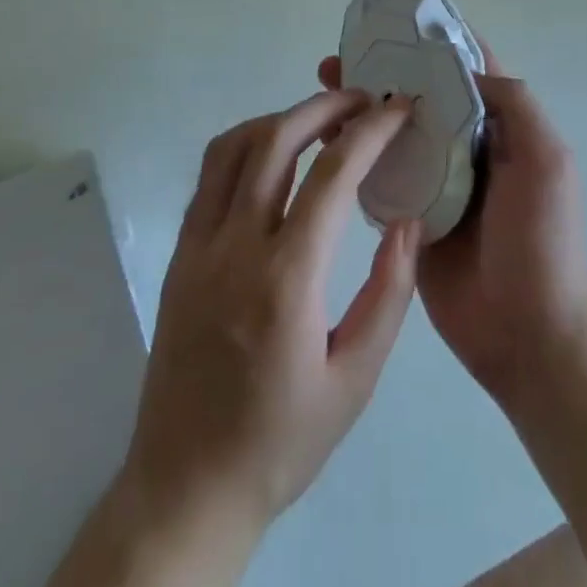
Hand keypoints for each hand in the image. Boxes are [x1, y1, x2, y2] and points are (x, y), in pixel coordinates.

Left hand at [121, 91, 422, 541]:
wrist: (187, 486)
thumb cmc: (281, 440)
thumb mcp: (355, 380)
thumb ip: (389, 293)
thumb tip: (408, 221)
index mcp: (286, 279)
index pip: (332, 174)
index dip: (370, 131)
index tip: (398, 109)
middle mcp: (235, 246)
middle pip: (276, 140)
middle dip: (324, 106)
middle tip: (362, 99)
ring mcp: (198, 245)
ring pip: (233, 146)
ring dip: (281, 118)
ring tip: (320, 120)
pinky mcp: (178, 253)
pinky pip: (209, 175)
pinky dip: (246, 145)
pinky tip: (273, 156)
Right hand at [315, 48, 586, 412]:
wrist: (529, 334)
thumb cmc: (543, 240)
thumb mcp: (548, 160)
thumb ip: (514, 104)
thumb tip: (461, 68)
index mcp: (501, 127)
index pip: (469, 68)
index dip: (438, 40)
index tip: (397, 20)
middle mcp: (464, 145)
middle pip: (421, 95)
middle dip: (387, 70)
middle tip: (343, 56)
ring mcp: (433, 181)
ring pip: (393, 131)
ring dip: (363, 107)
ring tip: (323, 84)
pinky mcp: (407, 215)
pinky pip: (377, 175)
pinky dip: (352, 153)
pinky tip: (321, 138)